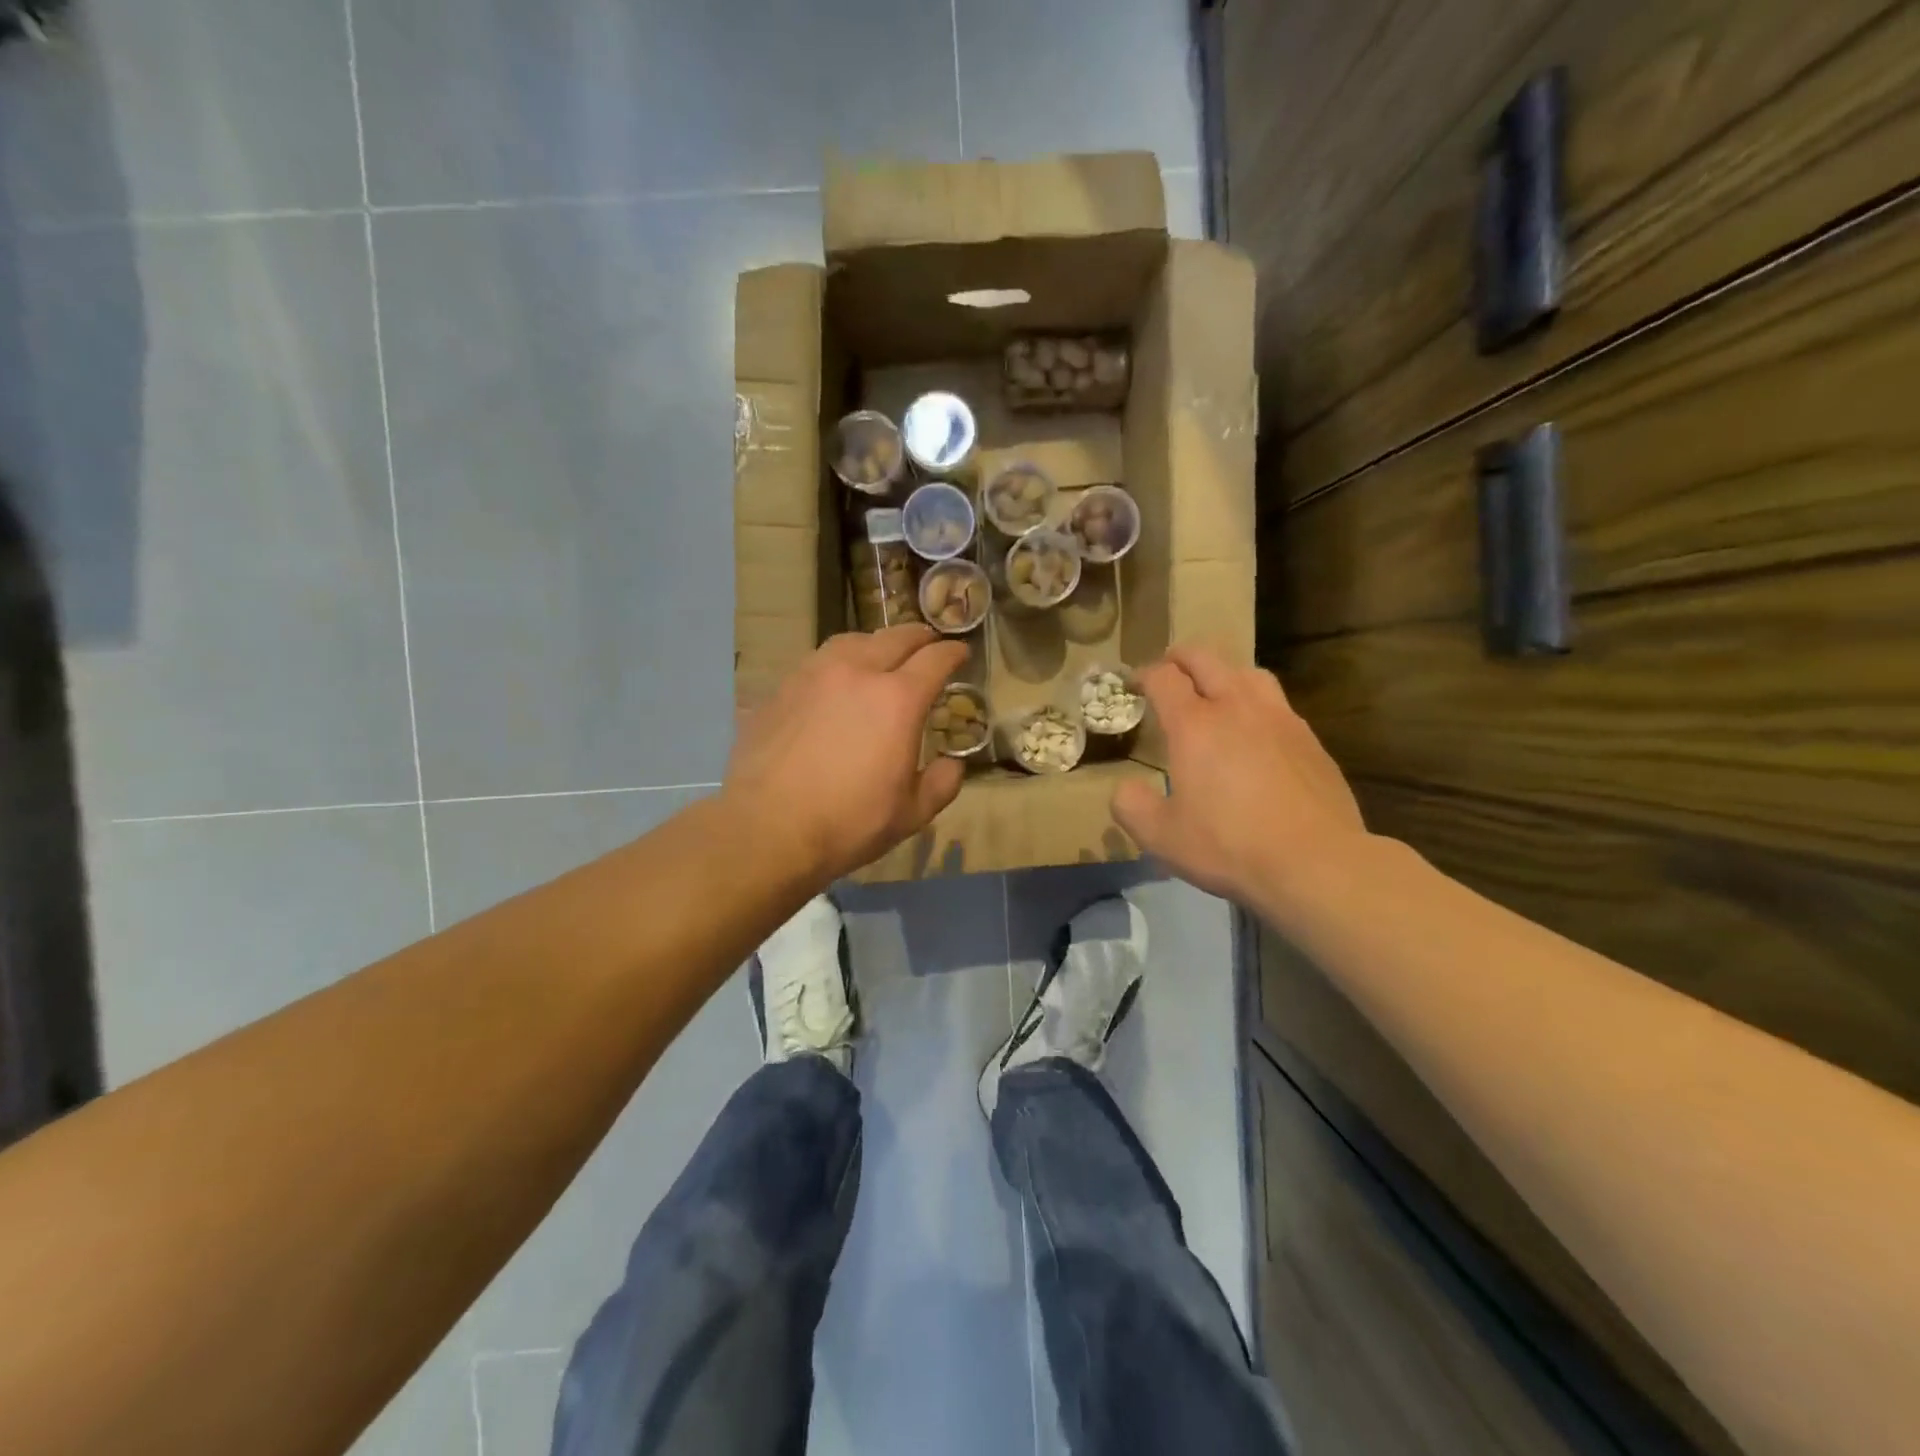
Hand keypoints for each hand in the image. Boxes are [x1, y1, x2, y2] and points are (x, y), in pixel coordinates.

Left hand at [726, 625, 970, 884]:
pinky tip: (834, 682)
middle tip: (928, 644)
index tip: (961, 654)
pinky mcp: (781, 688)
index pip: (935, 659)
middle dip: (919, 638)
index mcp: (898, 699)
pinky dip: (838, 662)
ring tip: (880, 655)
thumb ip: (941, 783)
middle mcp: (857, 672)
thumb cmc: (848, 823)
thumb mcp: (911, 814)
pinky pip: (817, 661)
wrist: (766, 828)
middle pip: (895, 637)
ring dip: (875, 643)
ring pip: (852, 640)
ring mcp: (813, 675)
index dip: (953, 653)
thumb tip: (952, 764)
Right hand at [1111, 645, 1367, 907]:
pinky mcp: (1310, 740)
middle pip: (1207, 660)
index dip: (1145, 674)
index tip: (1135, 683)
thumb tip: (1125, 788)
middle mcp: (1237, 708)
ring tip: (1216, 690)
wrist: (1316, 862)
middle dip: (1182, 658)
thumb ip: (1131, 806)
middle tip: (1169, 667)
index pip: (1164, 678)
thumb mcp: (1161, 836)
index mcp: (1195, 725)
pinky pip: (1278, 704)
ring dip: (1224, 672)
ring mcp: (1280, 719)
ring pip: (1248, 673)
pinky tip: (1256, 731)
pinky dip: (1256, 703)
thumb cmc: (1229, 846)